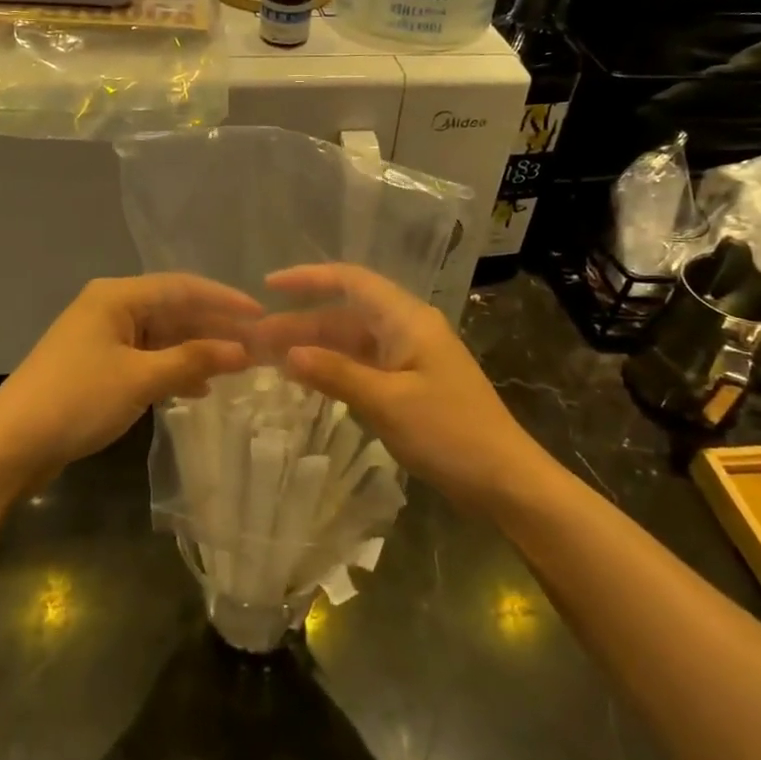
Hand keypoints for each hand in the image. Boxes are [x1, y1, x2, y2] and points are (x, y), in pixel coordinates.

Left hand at [0, 274, 259, 486]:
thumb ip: (193, 360)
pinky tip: (198, 388)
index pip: (182, 287)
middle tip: (257, 347)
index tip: (262, 316)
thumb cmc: (77, 400)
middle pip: (173, 310)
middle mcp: (110, 308)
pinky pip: (147, 358)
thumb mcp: (141, 379)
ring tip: (237, 368)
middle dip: (214, 329)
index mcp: (117, 296)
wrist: (10, 445)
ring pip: (162, 336)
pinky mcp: (97, 366)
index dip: (224, 301)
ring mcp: (102, 338)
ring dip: (197, 351)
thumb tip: (244, 351)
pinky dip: (173, 369)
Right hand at [257, 264, 533, 514]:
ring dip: (315, 347)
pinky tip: (307, 380)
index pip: (351, 281)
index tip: (268, 286)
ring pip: (352, 341)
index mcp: (407, 319)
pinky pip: (362, 365)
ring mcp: (409, 358)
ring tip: (271, 360)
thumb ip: (336, 373)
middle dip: (301, 322)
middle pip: (346, 314)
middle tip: (256, 341)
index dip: (309, 279)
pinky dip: (334, 369)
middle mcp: (407, 329)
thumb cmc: (450, 433)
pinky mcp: (410, 385)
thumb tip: (288, 354)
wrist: (504, 480)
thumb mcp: (387, 402)